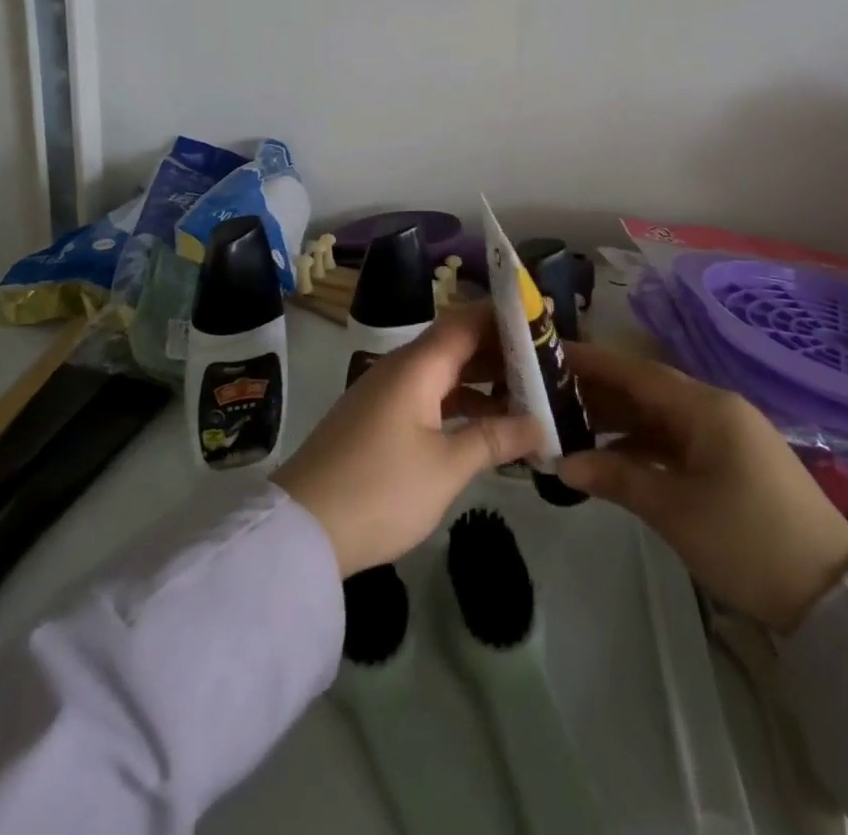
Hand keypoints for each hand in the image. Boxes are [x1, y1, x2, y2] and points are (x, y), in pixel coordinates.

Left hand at [272, 302, 542, 576]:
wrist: (300, 531)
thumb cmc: (380, 490)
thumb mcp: (446, 468)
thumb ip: (494, 439)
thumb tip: (538, 425)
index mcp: (416, 366)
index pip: (467, 321)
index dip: (505, 316)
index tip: (545, 319)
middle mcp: (400, 369)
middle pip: (456, 344)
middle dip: (501, 351)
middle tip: (547, 363)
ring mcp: (385, 394)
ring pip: (443, 372)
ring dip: (482, 380)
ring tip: (527, 395)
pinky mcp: (377, 420)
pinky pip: (428, 396)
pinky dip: (459, 403)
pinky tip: (486, 426)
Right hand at [557, 345, 847, 631]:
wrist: (833, 594)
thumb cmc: (747, 540)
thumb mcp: (674, 509)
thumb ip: (616, 476)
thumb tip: (561, 462)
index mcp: (706, 407)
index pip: (636, 372)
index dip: (592, 362)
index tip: (551, 354)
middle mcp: (716, 409)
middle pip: (647, 390)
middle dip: (600, 392)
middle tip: (548, 396)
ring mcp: (728, 436)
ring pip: (661, 417)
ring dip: (619, 422)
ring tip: (570, 425)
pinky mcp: (734, 463)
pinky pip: (678, 440)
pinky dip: (645, 446)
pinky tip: (614, 459)